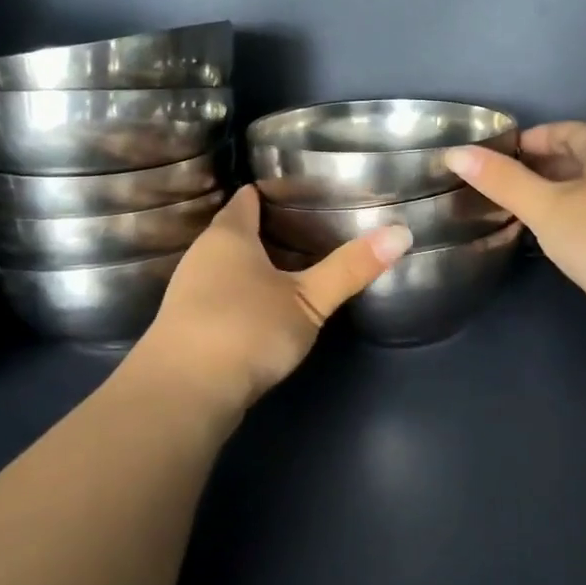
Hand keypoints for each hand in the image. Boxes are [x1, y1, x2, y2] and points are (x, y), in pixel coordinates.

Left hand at [132, 185, 410, 410]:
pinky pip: (219, 298)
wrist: (183, 393)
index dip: (270, 192)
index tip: (301, 191)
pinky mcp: (186, 328)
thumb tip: (402, 232)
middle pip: (234, 232)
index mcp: (228, 236)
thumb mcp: (309, 299)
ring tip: (293, 268)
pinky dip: (242, 296)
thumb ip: (351, 268)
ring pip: (225, 267)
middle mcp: (202, 257)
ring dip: (253, 267)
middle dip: (266, 230)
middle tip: (310, 229)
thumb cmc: (246, 328)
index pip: (246, 199)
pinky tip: (264, 311)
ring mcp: (188, 293)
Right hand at [447, 122, 585, 350]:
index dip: (527, 141)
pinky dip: (576, 222)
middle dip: (539, 170)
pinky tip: (558, 242)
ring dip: (557, 198)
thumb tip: (456, 153)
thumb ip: (502, 182)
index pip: (563, 130)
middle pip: (578, 158)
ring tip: (519, 215)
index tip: (492, 160)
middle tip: (498, 189)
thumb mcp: (548, 208)